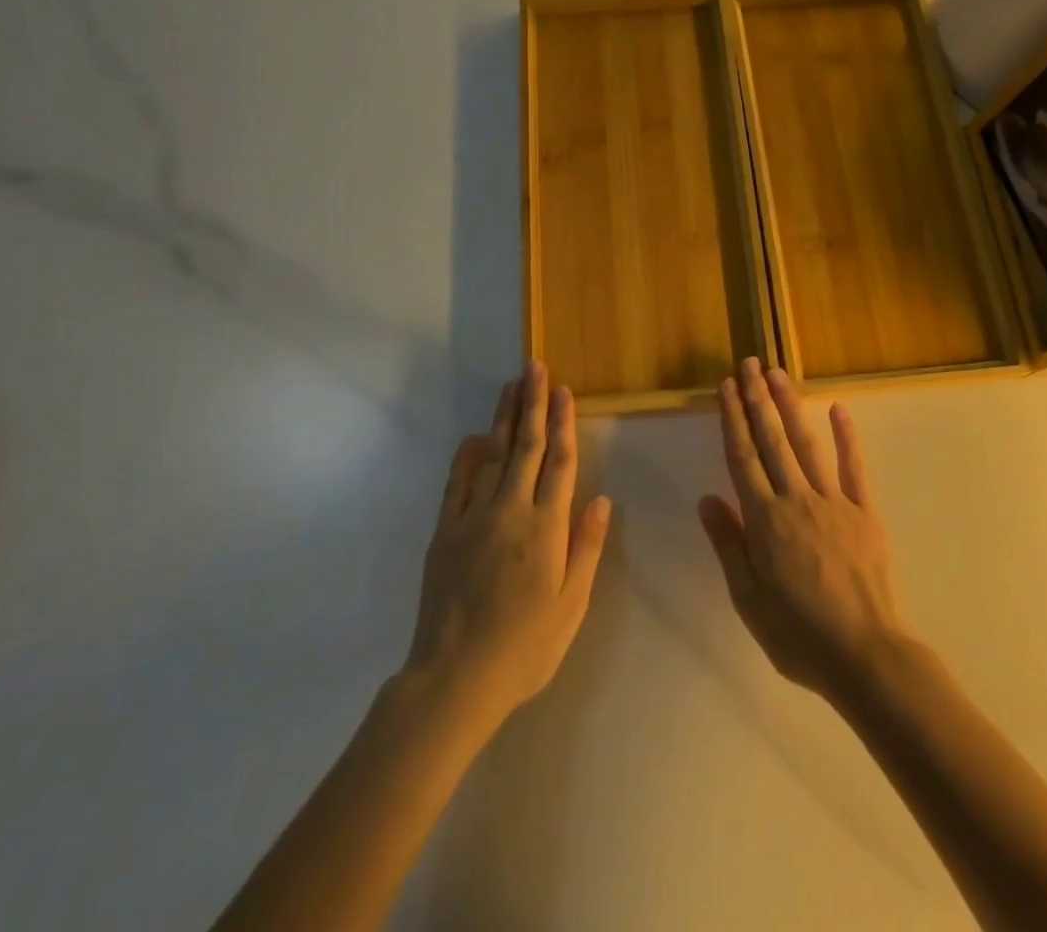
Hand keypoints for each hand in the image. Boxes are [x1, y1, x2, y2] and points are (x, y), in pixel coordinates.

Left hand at [404, 362, 611, 731]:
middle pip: (526, 447)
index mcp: (546, 528)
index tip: (564, 391)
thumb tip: (601, 498)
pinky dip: (466, 457)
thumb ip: (585, 548)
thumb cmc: (524, 648)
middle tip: (534, 367)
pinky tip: (474, 437)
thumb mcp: (571, 606)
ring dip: (504, 419)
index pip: (559, 462)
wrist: (454, 679)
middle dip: (533, 404)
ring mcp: (473, 518)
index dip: (563, 423)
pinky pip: (457, 484)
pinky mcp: (445, 532)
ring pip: (493, 456)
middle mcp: (510, 511)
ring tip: (510, 387)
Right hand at [699, 359, 907, 702]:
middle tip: (748, 364)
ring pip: (806, 444)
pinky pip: (853, 467)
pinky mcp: (864, 511)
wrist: (865, 655)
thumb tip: (707, 499)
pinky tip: (838, 408)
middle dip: (757, 400)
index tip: (725, 388)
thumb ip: (728, 545)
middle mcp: (796, 500)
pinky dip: (846, 436)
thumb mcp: (748, 598)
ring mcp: (833, 501)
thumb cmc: (798, 633)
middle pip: (771, 441)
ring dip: (790, 406)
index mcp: (764, 520)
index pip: (742, 458)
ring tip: (777, 374)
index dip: (732, 420)